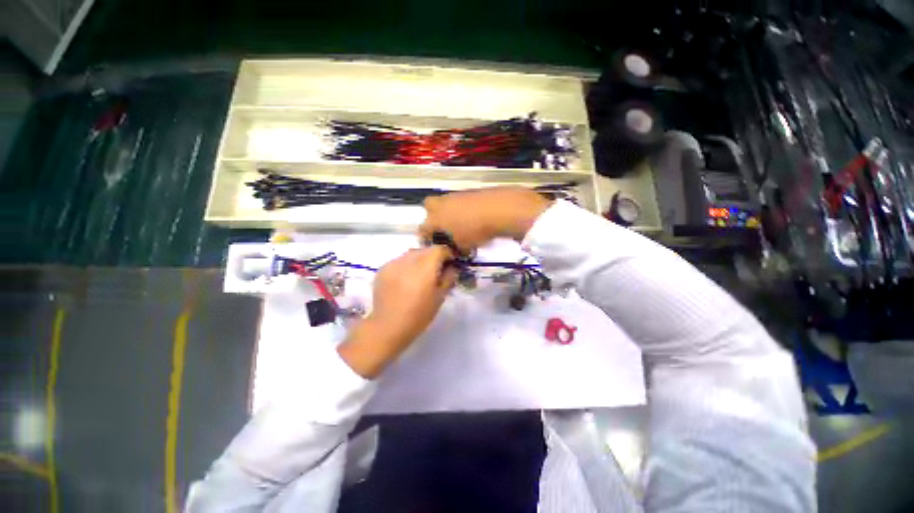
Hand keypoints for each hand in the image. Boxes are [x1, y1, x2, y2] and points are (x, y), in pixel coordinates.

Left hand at [338, 246, 457, 377]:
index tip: (449, 264)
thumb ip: (449, 278)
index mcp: (425, 267)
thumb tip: (452, 267)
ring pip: (411, 254)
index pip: (439, 249)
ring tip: (419, 276)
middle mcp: (408, 260)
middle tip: (435, 271)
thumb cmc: (419, 315)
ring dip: (419, 260)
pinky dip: (406, 266)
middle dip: (433, 257)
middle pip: (425, 250)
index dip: (447, 255)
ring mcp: (393, 263)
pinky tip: (405, 280)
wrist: (388, 327)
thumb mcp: (440, 297)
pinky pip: (399, 261)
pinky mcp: (383, 269)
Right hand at [420, 188, 552, 252]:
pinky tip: (472, 215)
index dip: (425, 237)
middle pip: (428, 206)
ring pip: (445, 202)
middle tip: (442, 226)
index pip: (423, 228)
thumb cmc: (477, 230)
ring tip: (460, 222)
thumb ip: (455, 248)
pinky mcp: (468, 191)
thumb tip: (456, 249)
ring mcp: (455, 195)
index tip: (432, 242)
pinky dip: (461, 207)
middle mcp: (442, 204)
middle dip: (431, 215)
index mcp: (436, 218)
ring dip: (448, 211)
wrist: (498, 209)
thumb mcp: (464, 246)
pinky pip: (458, 200)